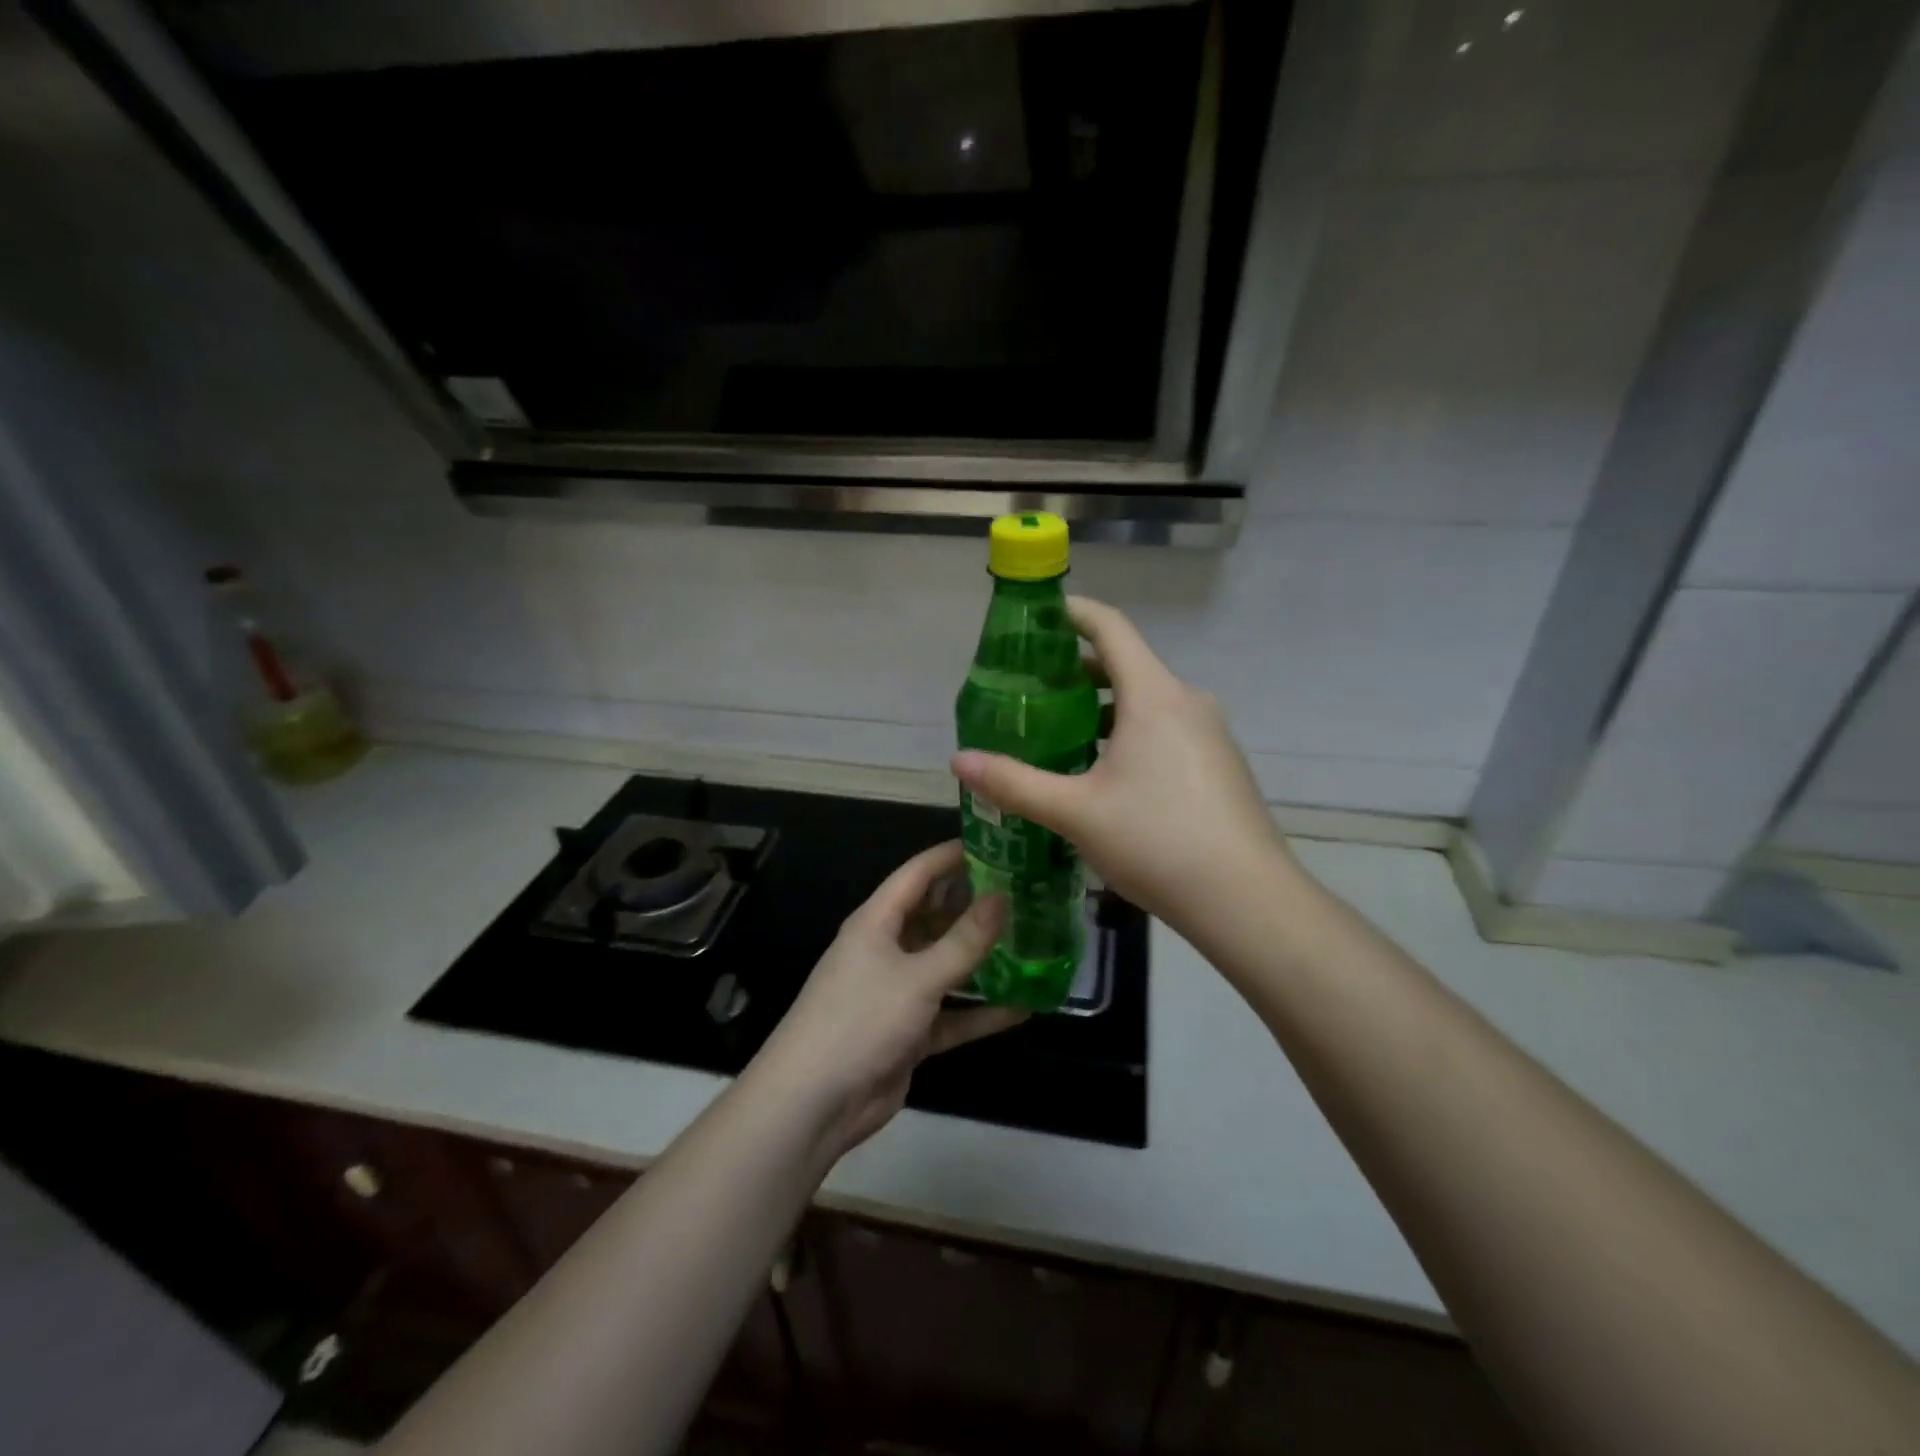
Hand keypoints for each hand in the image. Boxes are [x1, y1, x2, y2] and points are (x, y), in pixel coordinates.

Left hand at [752, 841, 1025, 1160]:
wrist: (813, 1103)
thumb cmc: (860, 1020)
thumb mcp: (917, 977)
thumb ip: (963, 941)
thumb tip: (1002, 896)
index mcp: (877, 922)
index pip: (918, 874)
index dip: (953, 855)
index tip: (998, 843)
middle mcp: (887, 949)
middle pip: (936, 916)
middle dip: (976, 906)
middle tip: (1028, 893)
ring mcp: (898, 992)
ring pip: (948, 965)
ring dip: (984, 959)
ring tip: (1033, 943)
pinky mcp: (910, 1032)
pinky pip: (952, 1014)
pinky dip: (982, 1012)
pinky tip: (1024, 1008)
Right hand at [951, 596, 1290, 937]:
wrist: (1246, 900)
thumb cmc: (1156, 840)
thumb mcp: (1075, 812)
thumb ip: (1014, 783)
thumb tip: (958, 761)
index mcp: (1154, 696)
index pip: (1111, 628)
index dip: (1073, 613)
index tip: (1037, 617)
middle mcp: (1187, 702)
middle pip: (1127, 665)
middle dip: (1077, 671)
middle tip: (1031, 691)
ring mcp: (1210, 734)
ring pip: (1147, 703)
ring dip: (1103, 708)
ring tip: (1060, 735)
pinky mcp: (1220, 765)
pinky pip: (1167, 730)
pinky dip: (1131, 734)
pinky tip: (1107, 776)